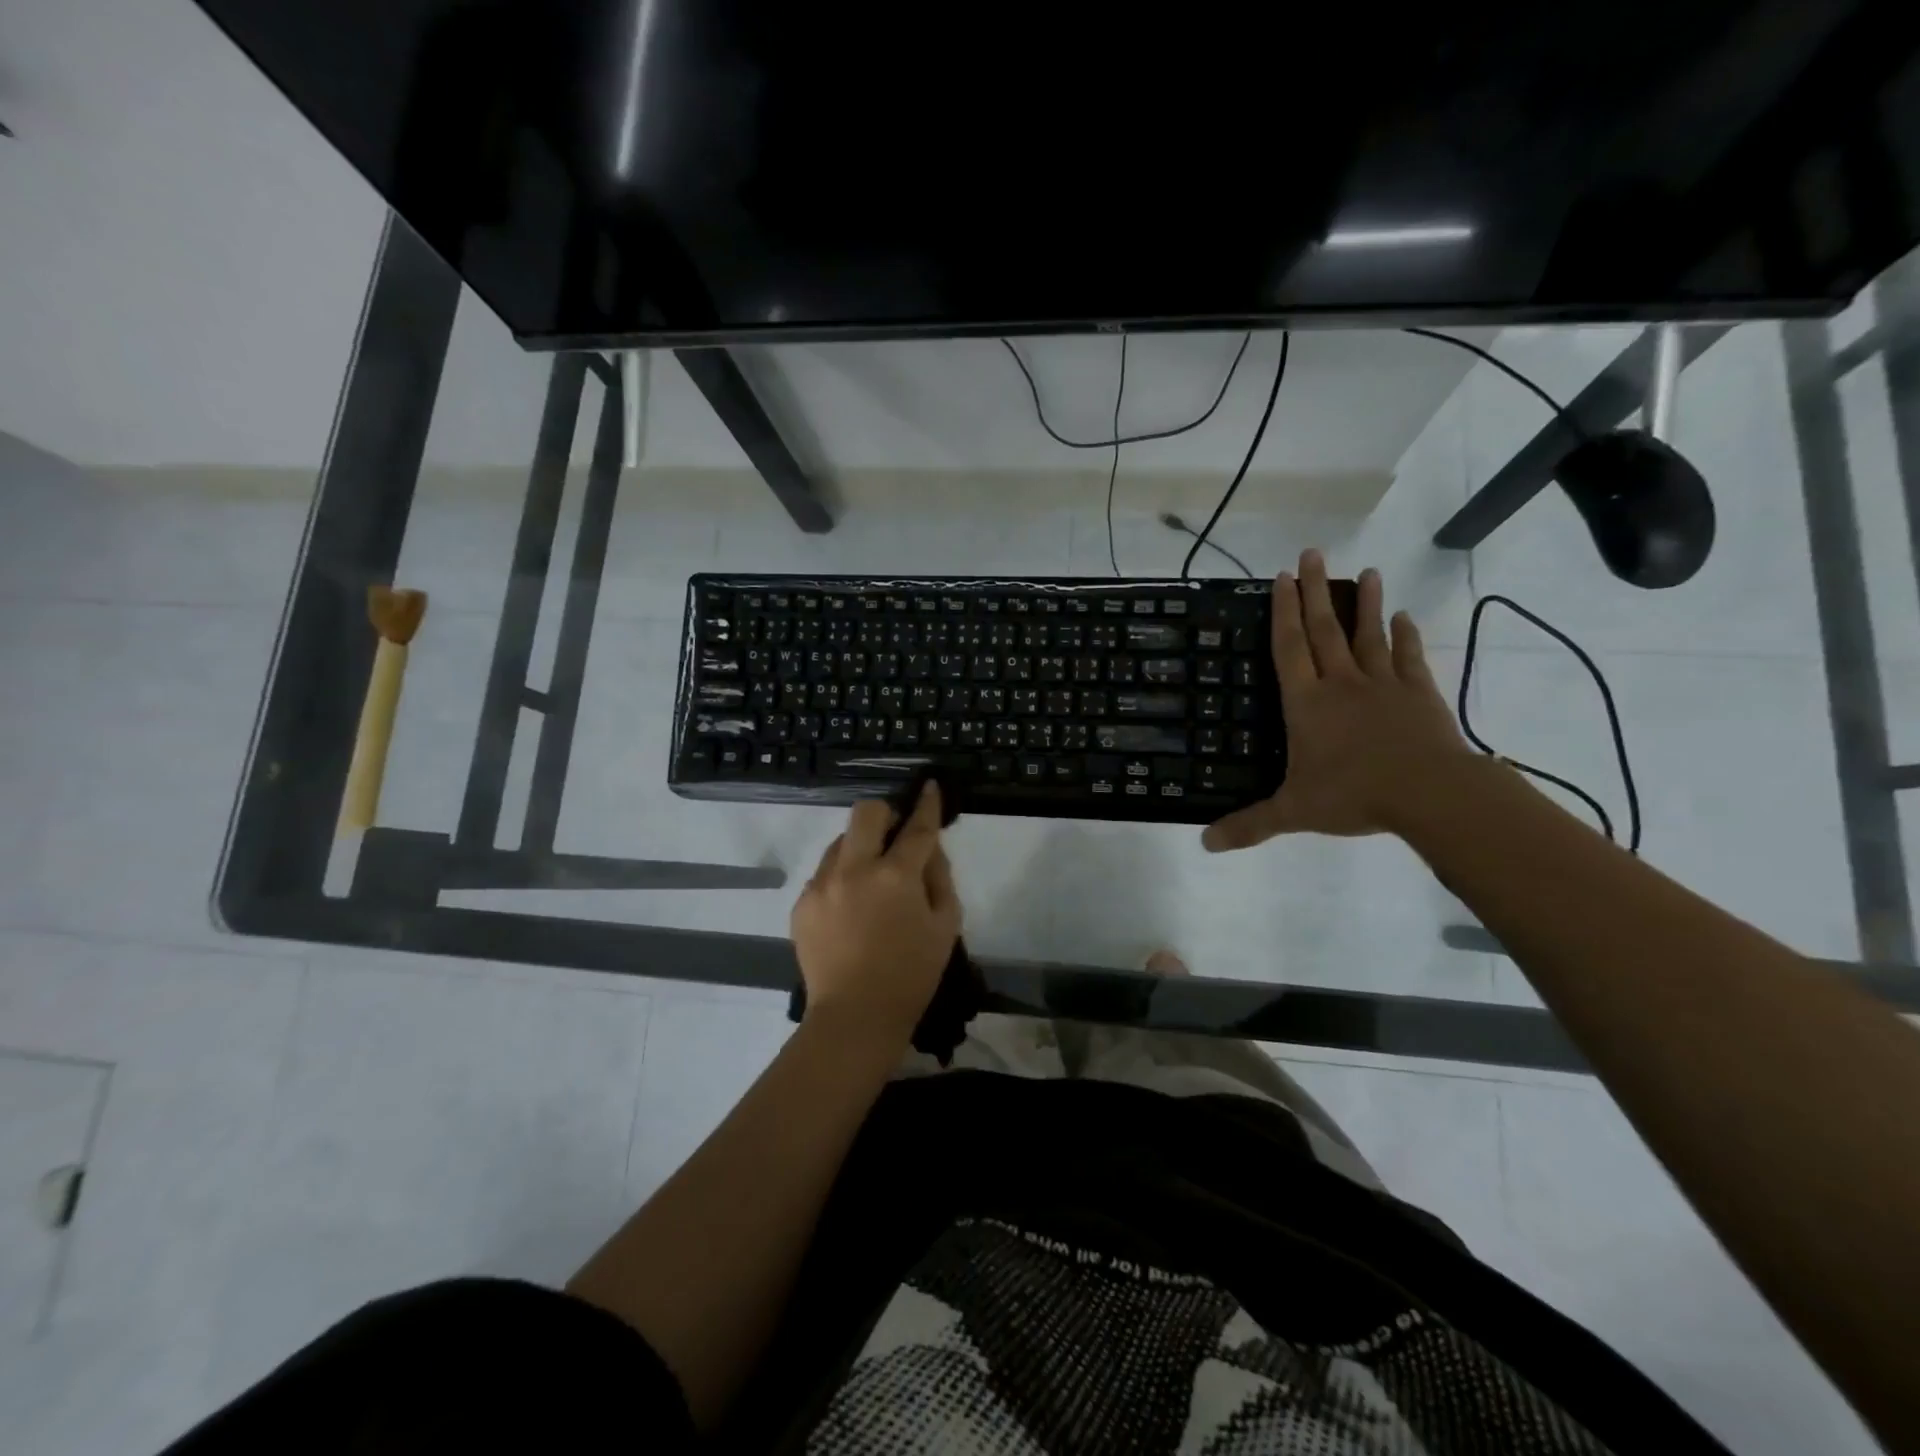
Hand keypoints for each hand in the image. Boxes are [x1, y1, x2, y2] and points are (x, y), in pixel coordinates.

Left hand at [790, 782, 961, 1045]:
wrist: (854, 1017)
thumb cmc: (911, 975)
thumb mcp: (945, 927)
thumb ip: (940, 879)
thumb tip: (929, 850)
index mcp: (895, 875)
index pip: (916, 826)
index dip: (926, 804)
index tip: (928, 786)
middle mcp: (854, 869)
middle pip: (865, 813)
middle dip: (884, 815)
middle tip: (894, 840)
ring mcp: (822, 885)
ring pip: (840, 842)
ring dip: (860, 848)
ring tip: (870, 883)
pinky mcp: (802, 904)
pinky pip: (824, 874)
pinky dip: (841, 879)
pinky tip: (850, 910)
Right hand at [1202, 550, 1471, 850]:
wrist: (1430, 793)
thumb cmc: (1354, 795)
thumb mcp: (1293, 812)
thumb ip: (1249, 825)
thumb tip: (1203, 844)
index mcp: (1307, 704)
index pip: (1289, 649)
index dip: (1282, 612)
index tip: (1281, 577)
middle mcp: (1341, 684)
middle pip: (1324, 629)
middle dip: (1315, 592)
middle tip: (1312, 553)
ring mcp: (1383, 685)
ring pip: (1369, 635)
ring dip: (1366, 603)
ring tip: (1368, 571)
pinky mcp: (1419, 694)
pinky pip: (1409, 658)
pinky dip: (1406, 636)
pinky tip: (1405, 617)